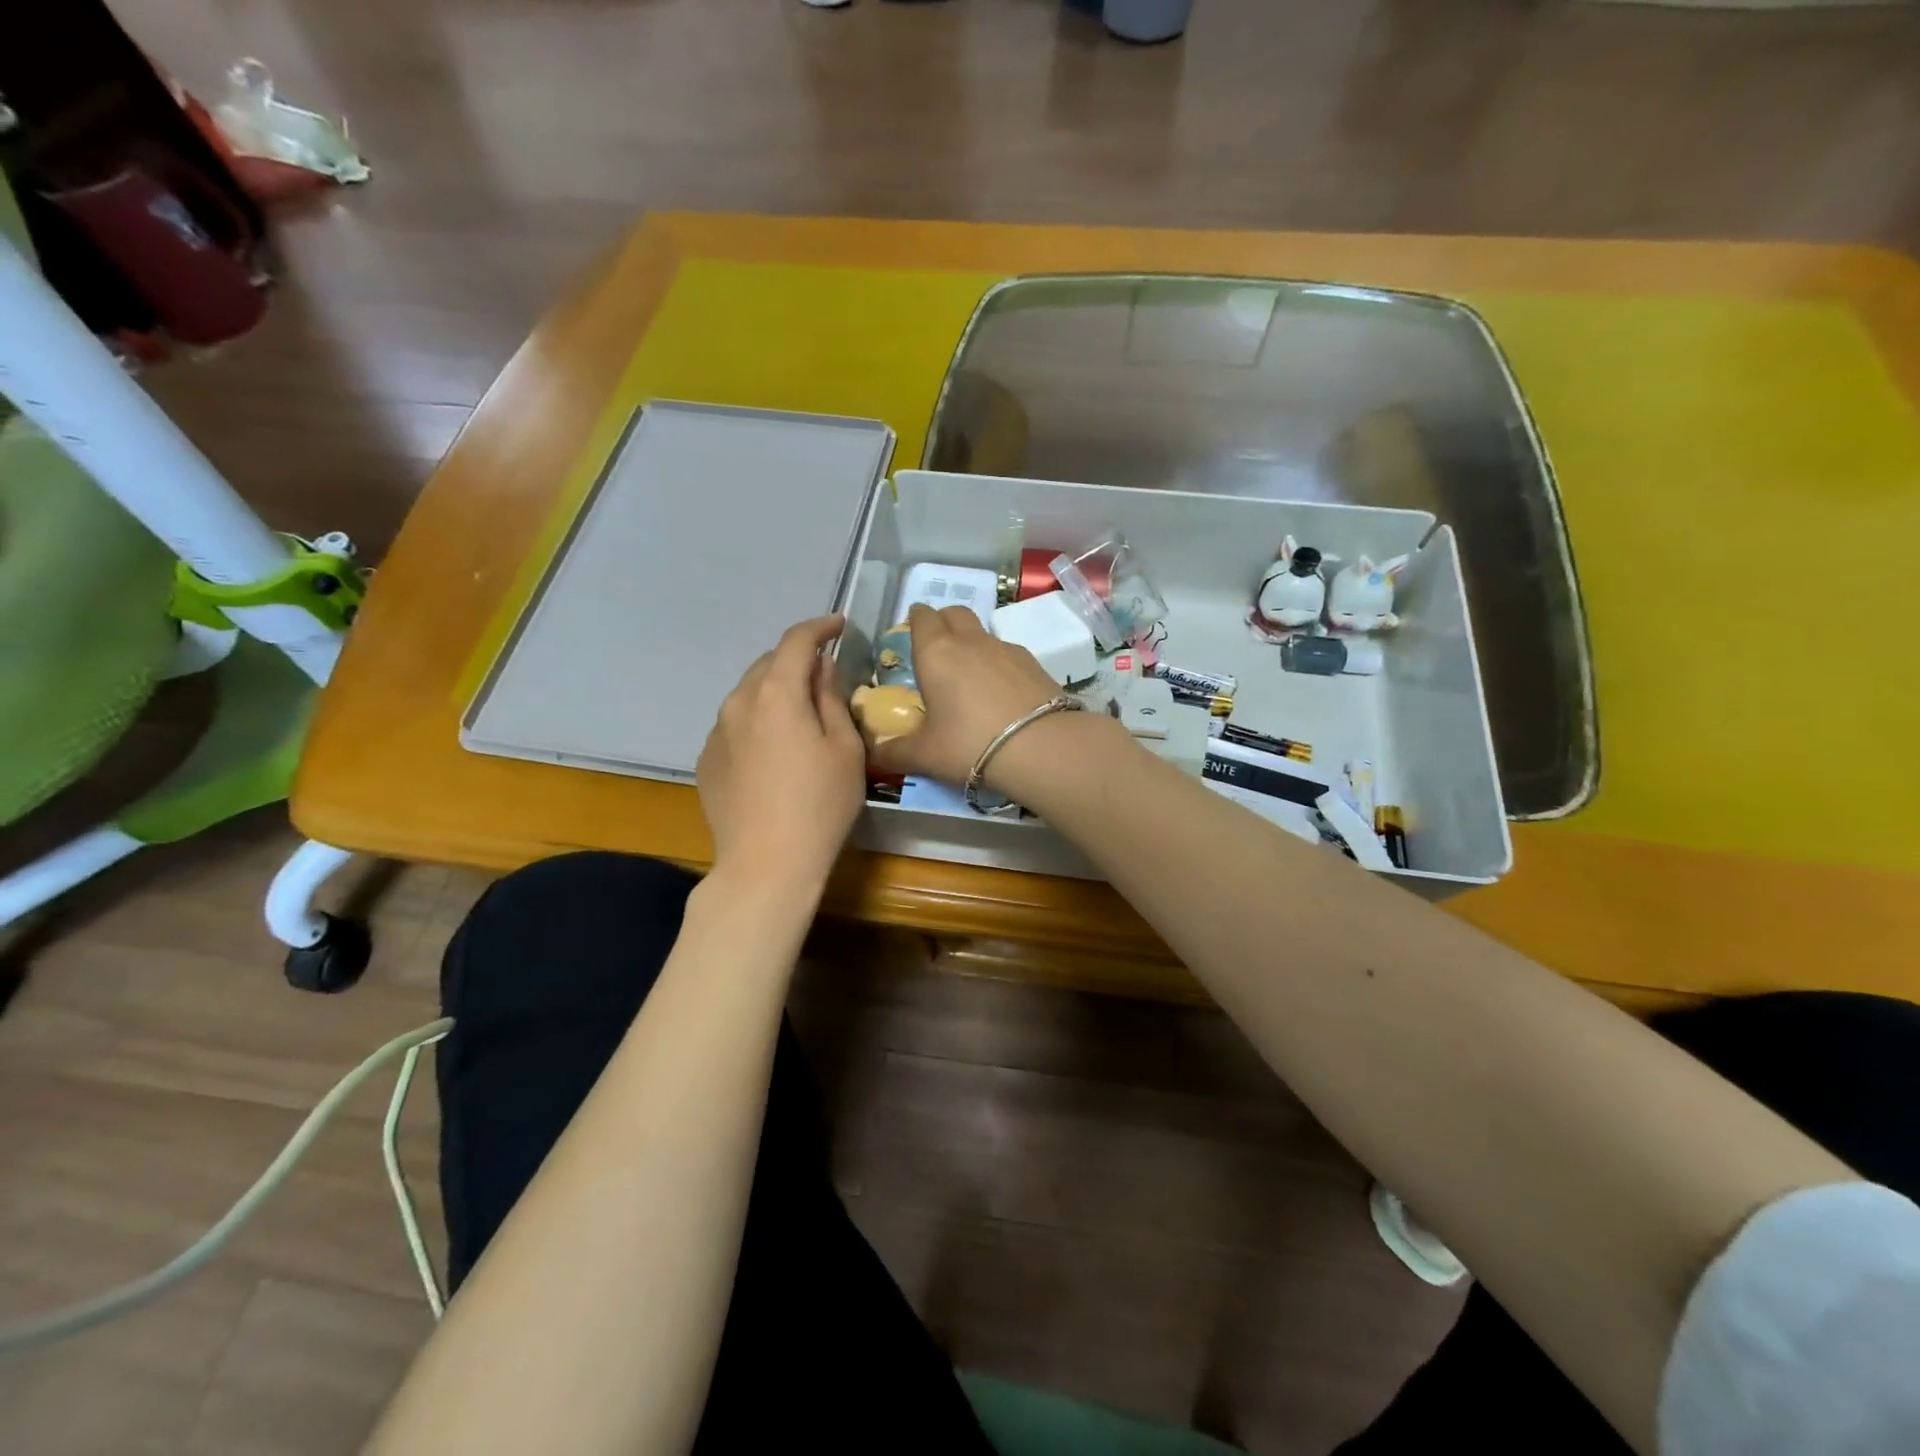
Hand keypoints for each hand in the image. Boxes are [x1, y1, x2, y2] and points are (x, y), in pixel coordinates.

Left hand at [697, 615, 865, 891]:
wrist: (766, 865)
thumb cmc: (820, 805)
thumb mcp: (845, 750)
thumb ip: (832, 700)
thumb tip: (821, 670)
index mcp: (776, 693)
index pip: (796, 641)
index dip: (820, 627)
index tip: (839, 625)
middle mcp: (738, 702)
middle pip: (768, 664)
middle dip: (797, 661)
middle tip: (824, 677)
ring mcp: (716, 732)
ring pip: (749, 695)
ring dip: (775, 692)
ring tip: (800, 717)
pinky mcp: (707, 760)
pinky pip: (736, 725)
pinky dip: (757, 722)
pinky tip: (775, 753)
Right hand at [871, 604, 1062, 785]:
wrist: (1041, 747)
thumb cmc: (969, 744)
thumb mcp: (925, 755)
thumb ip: (895, 753)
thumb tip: (873, 756)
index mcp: (936, 652)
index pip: (922, 618)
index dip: (916, 620)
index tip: (912, 631)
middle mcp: (970, 641)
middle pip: (954, 613)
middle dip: (943, 621)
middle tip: (937, 647)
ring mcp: (1006, 648)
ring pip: (983, 632)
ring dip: (972, 643)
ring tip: (970, 676)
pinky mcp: (1034, 663)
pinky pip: (1008, 653)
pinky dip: (998, 664)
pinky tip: (1001, 692)